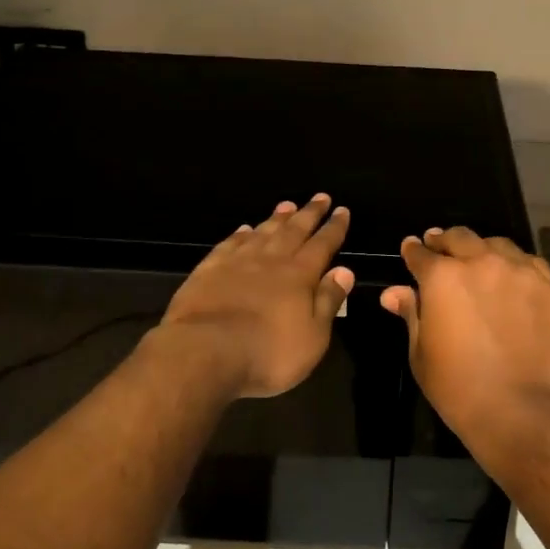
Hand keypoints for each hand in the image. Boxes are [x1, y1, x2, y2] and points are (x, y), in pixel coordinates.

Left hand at [161, 194, 354, 399]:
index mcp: (299, 275)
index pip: (322, 244)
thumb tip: (345, 270)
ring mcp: (237, 262)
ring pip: (263, 232)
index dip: (334, 228)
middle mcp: (270, 260)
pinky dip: (240, 234)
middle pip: (294, 230)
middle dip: (309, 213)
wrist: (204, 352)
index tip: (342, 210)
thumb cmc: (268, 352)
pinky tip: (244, 229)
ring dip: (277, 218)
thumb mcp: (313, 337)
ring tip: (287, 205)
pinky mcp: (208, 271)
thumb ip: (328, 301)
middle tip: (320, 197)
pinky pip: (229, 244)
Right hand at [380, 226, 549, 440]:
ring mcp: (520, 271)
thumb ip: (411, 313)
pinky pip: (530, 263)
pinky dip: (517, 266)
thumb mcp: (421, 352)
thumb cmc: (457, 386)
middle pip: (460, 238)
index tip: (412, 249)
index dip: (414, 251)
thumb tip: (393, 293)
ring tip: (480, 261)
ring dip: (483, 249)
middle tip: (441, 246)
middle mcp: (481, 262)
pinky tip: (513, 279)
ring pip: (497, 244)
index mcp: (443, 277)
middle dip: (446, 241)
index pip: (421, 254)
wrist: (517, 409)